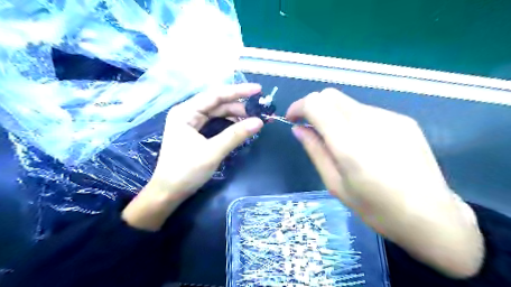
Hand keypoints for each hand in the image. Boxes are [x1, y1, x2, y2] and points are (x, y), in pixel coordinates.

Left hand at [123, 83, 262, 230]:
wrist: (169, 192)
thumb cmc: (186, 171)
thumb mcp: (213, 151)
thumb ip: (236, 134)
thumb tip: (259, 122)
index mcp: (186, 112)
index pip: (215, 95)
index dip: (238, 91)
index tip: (258, 90)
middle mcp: (188, 113)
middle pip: (217, 103)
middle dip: (239, 106)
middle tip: (260, 110)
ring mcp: (191, 123)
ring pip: (218, 113)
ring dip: (236, 115)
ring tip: (254, 119)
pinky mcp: (196, 133)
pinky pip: (215, 123)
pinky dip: (229, 124)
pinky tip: (241, 126)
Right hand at [287, 89, 483, 277]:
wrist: (432, 217)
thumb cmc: (376, 209)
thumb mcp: (336, 185)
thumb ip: (315, 151)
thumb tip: (298, 129)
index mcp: (349, 143)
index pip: (316, 103)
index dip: (299, 106)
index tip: (293, 119)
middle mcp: (369, 122)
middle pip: (331, 95)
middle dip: (314, 107)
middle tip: (311, 128)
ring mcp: (390, 118)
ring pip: (348, 102)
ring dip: (334, 114)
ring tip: (340, 141)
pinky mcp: (404, 120)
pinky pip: (368, 111)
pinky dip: (354, 120)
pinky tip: (364, 144)